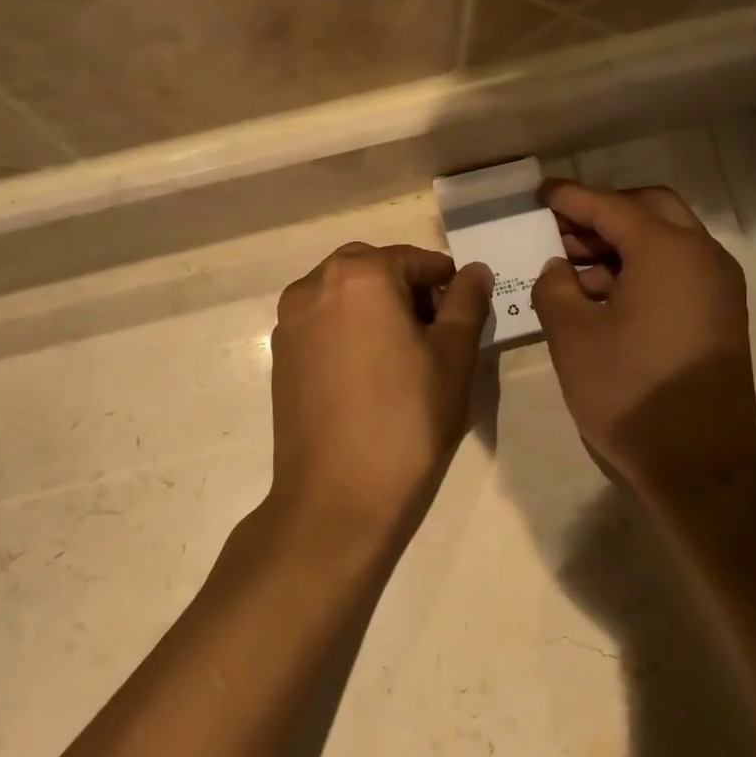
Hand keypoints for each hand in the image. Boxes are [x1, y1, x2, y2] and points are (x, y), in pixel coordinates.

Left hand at [267, 243, 491, 556]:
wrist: (337, 496)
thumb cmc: (407, 420)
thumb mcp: (453, 357)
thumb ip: (466, 302)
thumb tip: (475, 270)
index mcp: (360, 274)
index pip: (417, 260)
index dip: (448, 285)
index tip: (463, 320)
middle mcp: (314, 284)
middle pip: (375, 270)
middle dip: (409, 291)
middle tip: (435, 336)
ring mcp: (290, 320)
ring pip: (345, 294)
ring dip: (377, 308)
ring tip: (402, 357)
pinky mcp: (280, 354)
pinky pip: (323, 322)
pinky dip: (349, 330)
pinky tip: (368, 373)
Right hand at [532, 182, 755, 498]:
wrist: (700, 463)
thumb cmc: (629, 392)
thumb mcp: (572, 337)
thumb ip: (555, 287)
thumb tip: (559, 268)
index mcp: (668, 250)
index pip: (612, 206)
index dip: (571, 198)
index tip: (540, 193)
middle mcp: (703, 256)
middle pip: (650, 210)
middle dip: (602, 213)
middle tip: (559, 229)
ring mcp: (718, 286)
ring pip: (667, 240)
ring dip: (621, 243)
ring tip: (572, 265)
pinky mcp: (720, 315)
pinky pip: (678, 270)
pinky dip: (641, 268)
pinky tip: (603, 294)